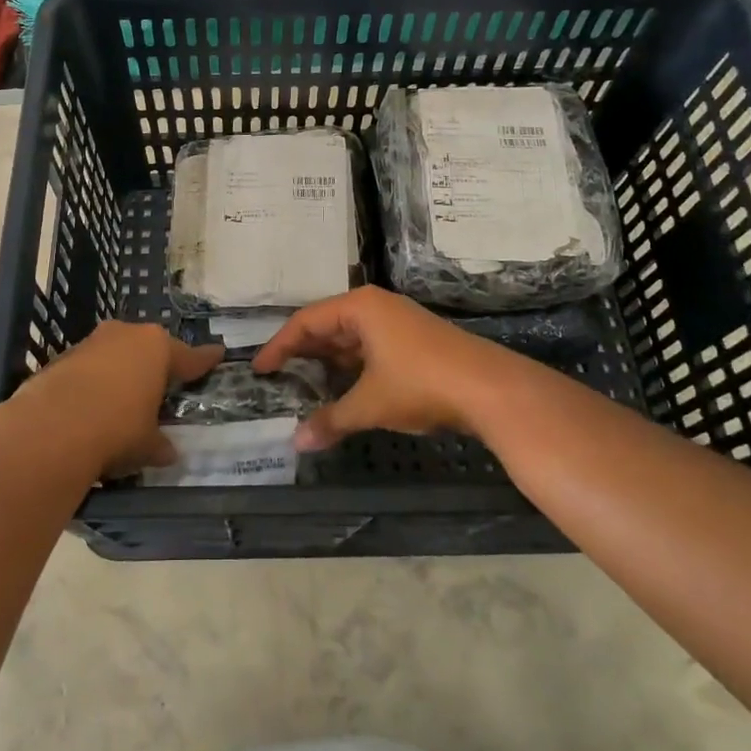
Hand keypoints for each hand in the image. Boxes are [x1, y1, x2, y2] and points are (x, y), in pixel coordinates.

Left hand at [0, 321, 223, 478]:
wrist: (49, 430)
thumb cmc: (116, 429)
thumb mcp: (147, 444)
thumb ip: (159, 444)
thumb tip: (167, 453)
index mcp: (156, 348)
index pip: (189, 356)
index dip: (204, 360)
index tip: (217, 353)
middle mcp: (125, 335)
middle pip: (148, 349)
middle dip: (155, 365)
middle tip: (164, 384)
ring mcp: (90, 343)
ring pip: (115, 355)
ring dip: (121, 373)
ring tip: (124, 400)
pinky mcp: (61, 358)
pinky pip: (88, 369)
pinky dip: (94, 384)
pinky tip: (91, 408)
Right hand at [253, 287, 535, 450]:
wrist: (491, 389)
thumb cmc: (421, 384)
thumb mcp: (370, 404)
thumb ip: (331, 420)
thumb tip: (297, 443)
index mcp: (360, 308)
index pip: (306, 321)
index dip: (279, 346)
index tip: (259, 369)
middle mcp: (377, 307)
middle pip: (327, 326)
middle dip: (303, 353)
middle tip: (277, 377)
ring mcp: (399, 323)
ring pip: (351, 339)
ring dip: (328, 362)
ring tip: (304, 386)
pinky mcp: (415, 342)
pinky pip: (370, 349)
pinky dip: (352, 368)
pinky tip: (344, 390)